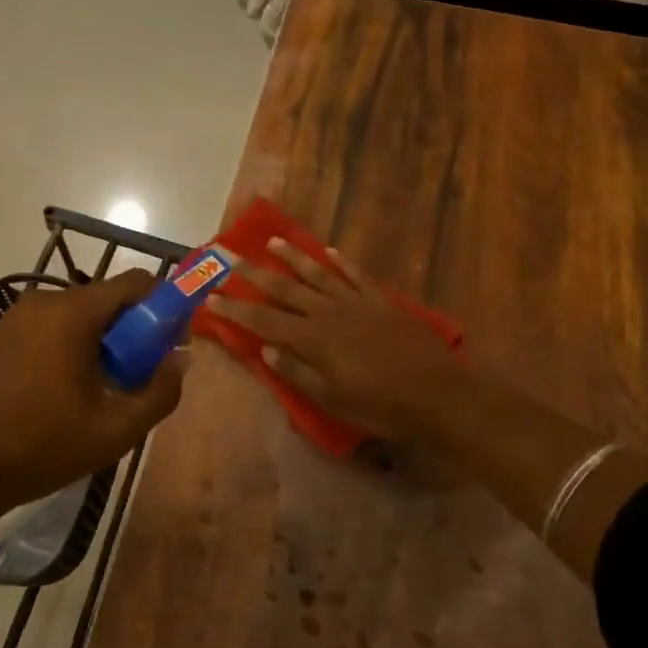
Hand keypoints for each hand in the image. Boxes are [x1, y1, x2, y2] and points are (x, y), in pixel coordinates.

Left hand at [0, 270, 186, 518]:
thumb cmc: (39, 447)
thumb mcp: (114, 430)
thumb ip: (160, 392)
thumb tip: (181, 360)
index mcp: (73, 312)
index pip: (137, 283)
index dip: (165, 307)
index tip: (172, 344)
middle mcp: (44, 301)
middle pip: (108, 299)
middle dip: (134, 331)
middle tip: (140, 376)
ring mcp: (17, 316)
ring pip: (81, 315)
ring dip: (104, 342)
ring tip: (105, 391)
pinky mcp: (0, 335)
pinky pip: (54, 327)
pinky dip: (74, 346)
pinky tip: (69, 391)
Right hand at [207, 239, 465, 441]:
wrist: (437, 393)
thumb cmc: (381, 406)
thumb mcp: (333, 400)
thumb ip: (298, 373)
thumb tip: (266, 351)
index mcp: (313, 340)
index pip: (263, 320)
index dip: (235, 308)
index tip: (211, 296)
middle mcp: (329, 313)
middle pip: (284, 289)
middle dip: (254, 273)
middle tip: (230, 255)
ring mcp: (356, 302)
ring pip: (318, 273)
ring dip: (293, 257)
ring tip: (272, 241)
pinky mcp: (381, 300)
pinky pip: (356, 275)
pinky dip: (341, 262)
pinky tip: (330, 251)